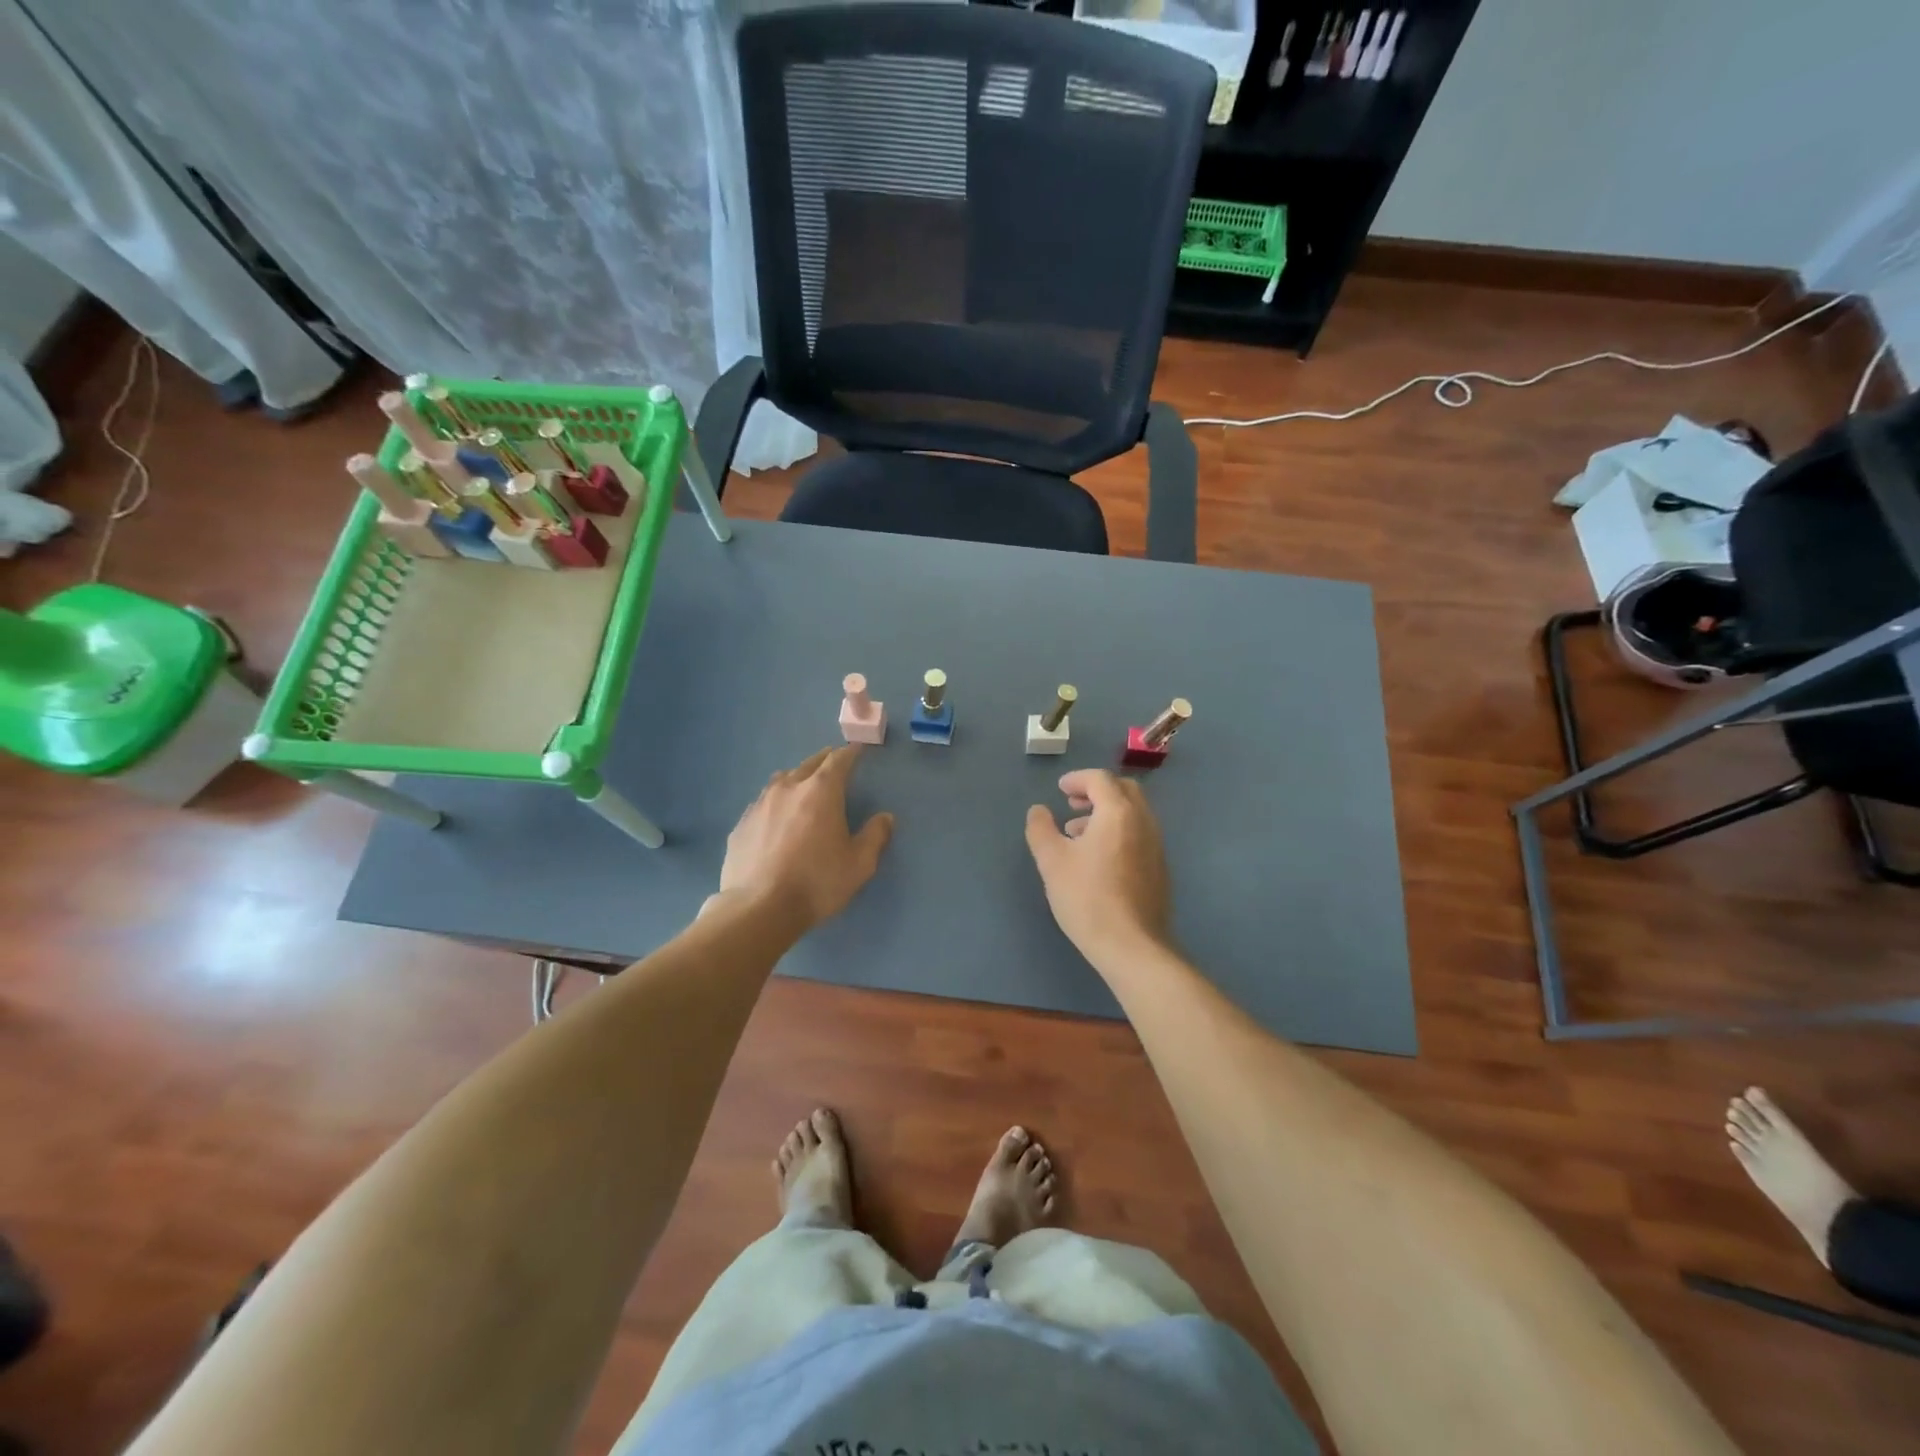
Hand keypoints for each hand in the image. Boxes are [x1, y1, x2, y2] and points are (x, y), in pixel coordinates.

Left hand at [716, 745, 893, 928]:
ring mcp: (760, 805)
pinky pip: (762, 803)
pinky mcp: (741, 825)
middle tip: (833, 760)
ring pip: (782, 780)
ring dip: (797, 777)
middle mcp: (788, 789)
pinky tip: (776, 817)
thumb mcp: (859, 864)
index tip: (857, 750)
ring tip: (803, 784)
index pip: (838, 761)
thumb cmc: (816, 882)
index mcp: (821, 792)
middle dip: (824, 760)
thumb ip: (875, 836)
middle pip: (809, 764)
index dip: (850, 753)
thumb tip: (885, 817)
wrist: (758, 908)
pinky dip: (775, 802)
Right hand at [1024, 769, 1171, 965]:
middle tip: (1072, 804)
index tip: (1060, 790)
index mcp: (1118, 812)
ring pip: (1133, 814)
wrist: (1132, 946)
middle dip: (1096, 791)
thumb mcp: (1052, 861)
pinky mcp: (1160, 868)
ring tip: (1078, 834)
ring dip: (1106, 813)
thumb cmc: (1088, 898)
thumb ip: (1041, 829)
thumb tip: (1038, 810)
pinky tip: (1098, 859)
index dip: (1077, 779)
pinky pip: (1139, 834)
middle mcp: (1143, 821)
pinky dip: (1118, 831)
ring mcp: (1156, 845)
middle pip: (1123, 790)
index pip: (1100, 780)